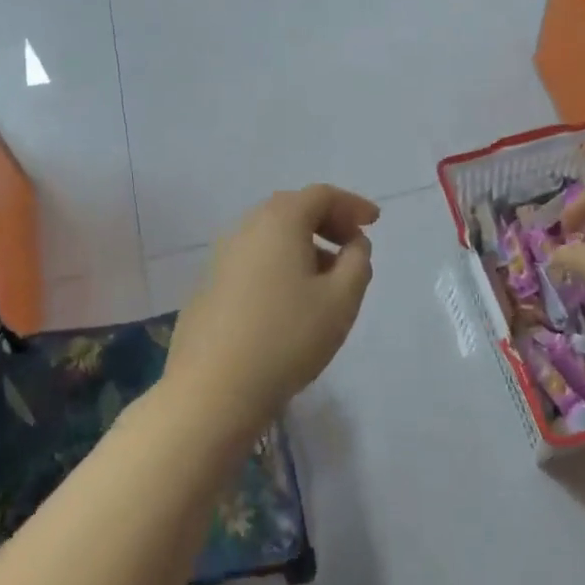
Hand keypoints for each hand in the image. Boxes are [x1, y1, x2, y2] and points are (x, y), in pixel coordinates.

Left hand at [165, 185, 377, 433]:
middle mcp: (246, 228)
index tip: (375, 223)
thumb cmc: (287, 337)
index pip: (321, 195)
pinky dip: (280, 264)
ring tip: (328, 278)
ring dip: (304, 245)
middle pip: (292, 209)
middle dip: (327, 221)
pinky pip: (254, 260)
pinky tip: (291, 300)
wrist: (212, 390)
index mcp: (279, 221)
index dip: (352, 205)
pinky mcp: (209, 286)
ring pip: (271, 236)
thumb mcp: (341, 300)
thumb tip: (353, 244)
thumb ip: (358, 262)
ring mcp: (221, 257)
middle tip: (353, 246)